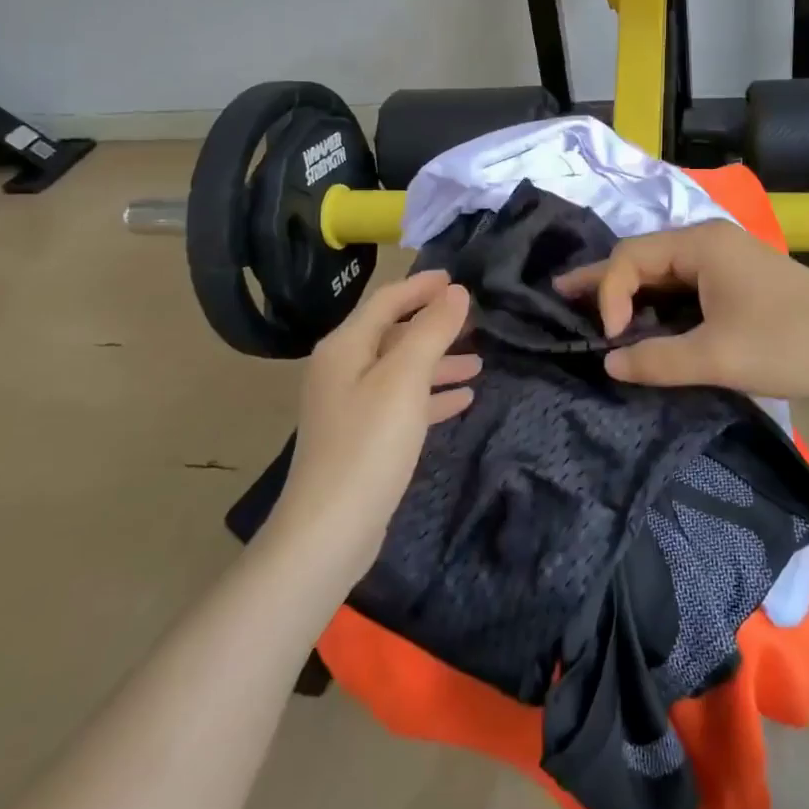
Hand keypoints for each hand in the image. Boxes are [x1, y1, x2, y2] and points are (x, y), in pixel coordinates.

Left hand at [275, 269, 478, 579]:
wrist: (329, 530)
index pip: (386, 301)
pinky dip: (430, 396)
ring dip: (438, 363)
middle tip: (474, 321)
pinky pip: (402, 403)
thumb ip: (432, 330)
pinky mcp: (362, 438)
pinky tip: (462, 401)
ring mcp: (351, 406)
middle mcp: (343, 370)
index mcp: (346, 347)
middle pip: (394, 334)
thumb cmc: (368, 444)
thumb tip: (456, 292)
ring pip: (401, 370)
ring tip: (478, 363)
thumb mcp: (405, 379)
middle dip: (434, 326)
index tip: (457, 278)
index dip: (421, 286)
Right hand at [555, 220, 808, 401]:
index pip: (631, 258)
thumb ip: (656, 360)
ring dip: (631, 293)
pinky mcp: (739, 283)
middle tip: (562, 297)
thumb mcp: (718, 357)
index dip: (608, 294)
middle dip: (605, 281)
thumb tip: (609, 363)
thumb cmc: (791, 344)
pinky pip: (685, 287)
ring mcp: (727, 261)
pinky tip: (643, 322)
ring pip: (664, 273)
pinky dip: (659, 303)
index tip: (609, 340)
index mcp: (702, 243)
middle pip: (644, 257)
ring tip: (592, 311)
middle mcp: (710, 242)